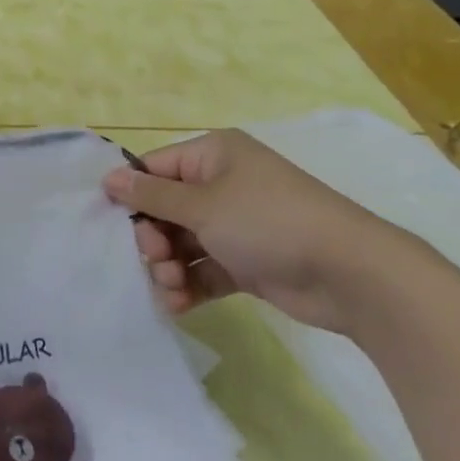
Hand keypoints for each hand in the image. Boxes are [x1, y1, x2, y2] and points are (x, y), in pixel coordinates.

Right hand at [103, 129, 429, 332]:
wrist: (351, 274)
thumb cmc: (268, 222)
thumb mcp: (202, 205)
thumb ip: (152, 195)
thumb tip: (109, 177)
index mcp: (213, 156)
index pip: (155, 168)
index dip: (132, 195)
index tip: (112, 225)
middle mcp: (223, 185)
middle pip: (166, 209)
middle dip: (154, 238)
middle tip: (156, 259)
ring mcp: (237, 224)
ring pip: (184, 242)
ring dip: (170, 267)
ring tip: (172, 287)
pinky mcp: (248, 262)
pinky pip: (206, 268)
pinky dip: (191, 285)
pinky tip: (178, 305)